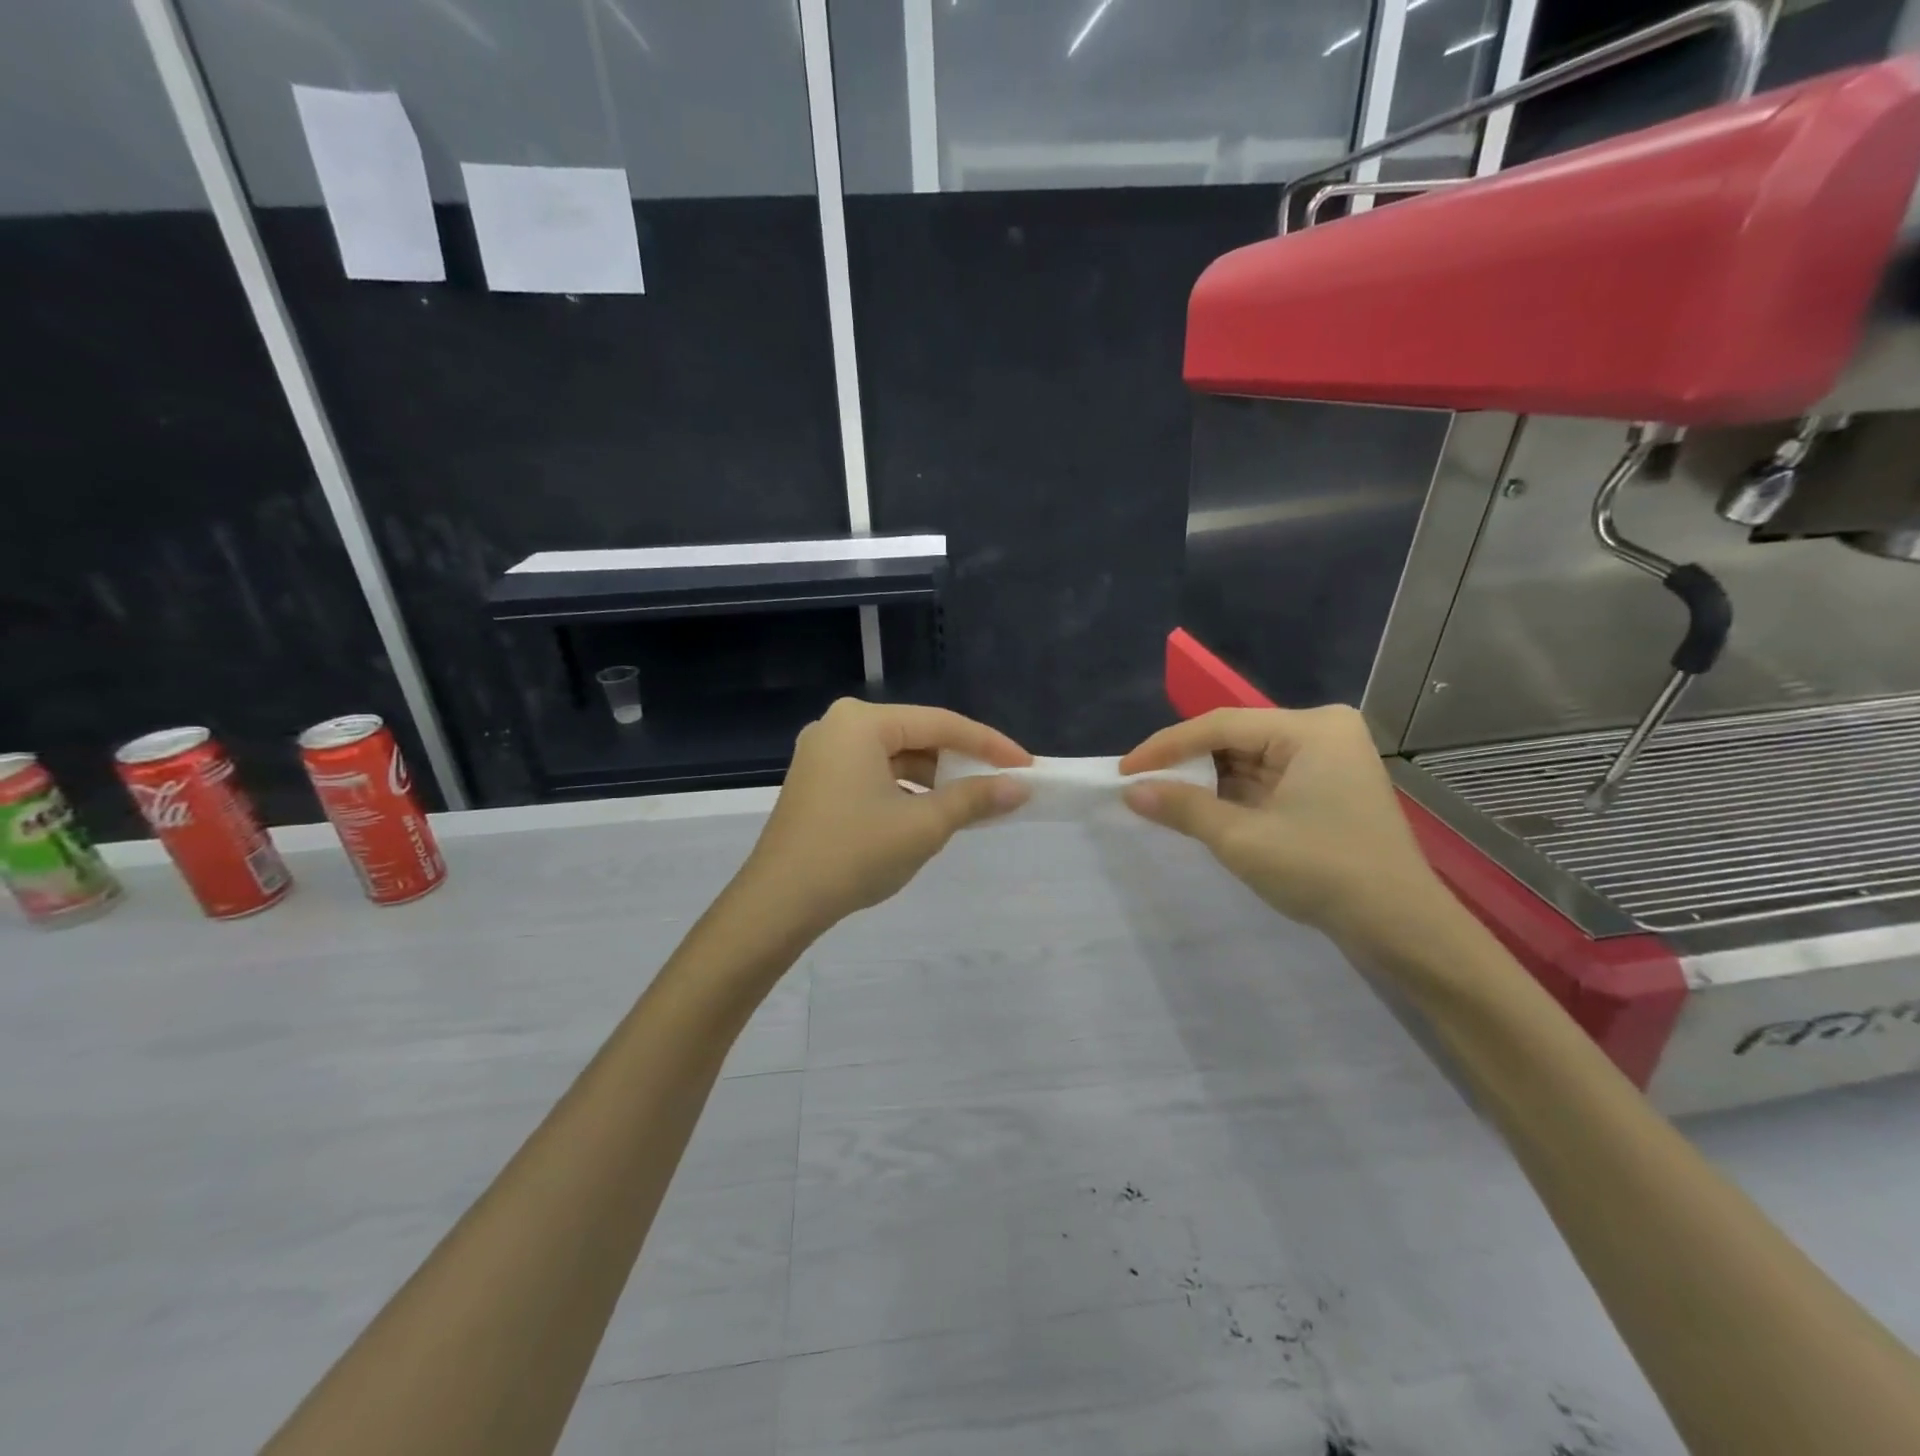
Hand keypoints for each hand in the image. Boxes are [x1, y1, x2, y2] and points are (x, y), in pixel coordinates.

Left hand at [738, 699, 1030, 933]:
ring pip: (896, 758)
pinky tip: (929, 814)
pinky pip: (874, 774)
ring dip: (934, 780)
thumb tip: (1018, 787)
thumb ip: (974, 798)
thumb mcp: (923, 825)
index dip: (989, 744)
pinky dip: (906, 791)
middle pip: (917, 736)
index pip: (941, 724)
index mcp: (861, 722)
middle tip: (1002, 784)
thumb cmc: (854, 854)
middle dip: (960, 763)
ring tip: (971, 805)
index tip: (1027, 765)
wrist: (779, 903)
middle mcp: (838, 726)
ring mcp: (823, 754)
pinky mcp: (817, 781)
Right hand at [1119, 706, 1448, 946]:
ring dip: (1208, 782)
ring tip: (1162, 798)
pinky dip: (1233, 796)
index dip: (1167, 746)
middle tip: (1141, 784)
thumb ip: (1183, 808)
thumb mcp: (1242, 839)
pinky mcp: (1328, 788)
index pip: (1221, 725)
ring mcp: (1329, 761)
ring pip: (1249, 761)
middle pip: (1236, 739)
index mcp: (1311, 729)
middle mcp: (1322, 733)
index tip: (1125, 770)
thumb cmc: (1324, 872)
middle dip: (1188, 764)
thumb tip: (1130, 790)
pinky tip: (1202, 809)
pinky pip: (1267, 780)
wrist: (1403, 929)